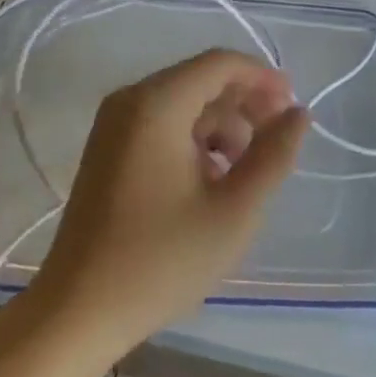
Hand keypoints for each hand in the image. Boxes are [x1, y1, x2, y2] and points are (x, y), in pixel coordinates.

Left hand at [30, 50, 308, 352]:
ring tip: (247, 168)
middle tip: (278, 136)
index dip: (261, 77)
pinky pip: (161, 121)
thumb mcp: (233, 213)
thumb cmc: (160, 262)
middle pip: (200, 78)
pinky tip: (211, 178)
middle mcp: (132, 98)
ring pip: (182, 101)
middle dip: (244, 101)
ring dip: (221, 123)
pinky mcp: (108, 145)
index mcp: (158, 103)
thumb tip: (299, 113)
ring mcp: (114, 121)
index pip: (220, 63)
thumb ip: (273, 157)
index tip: (293, 105)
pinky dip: (193, 137)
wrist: (76, 313)